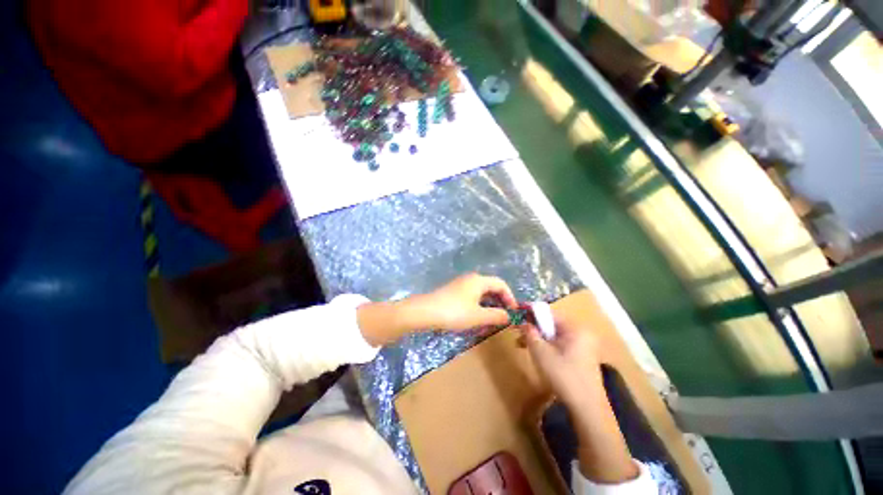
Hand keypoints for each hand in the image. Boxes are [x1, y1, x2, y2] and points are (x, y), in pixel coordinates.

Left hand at [357, 273, 516, 345]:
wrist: (425, 312)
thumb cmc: (454, 312)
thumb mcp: (478, 316)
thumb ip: (497, 316)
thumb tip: (510, 316)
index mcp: (479, 281)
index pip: (501, 284)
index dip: (510, 297)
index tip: (514, 312)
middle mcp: (471, 279)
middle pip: (491, 287)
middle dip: (500, 302)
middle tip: (505, 317)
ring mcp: (461, 285)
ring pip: (481, 293)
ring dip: (489, 305)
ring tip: (492, 320)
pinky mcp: (453, 292)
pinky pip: (472, 296)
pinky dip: (479, 306)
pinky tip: (477, 318)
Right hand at [521, 315, 639, 483]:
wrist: (587, 409)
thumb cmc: (563, 375)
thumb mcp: (540, 352)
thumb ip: (529, 332)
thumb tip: (523, 322)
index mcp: (575, 328)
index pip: (549, 312)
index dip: (531, 313)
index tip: (517, 314)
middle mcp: (582, 333)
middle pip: (552, 324)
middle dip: (533, 328)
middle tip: (517, 334)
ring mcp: (584, 346)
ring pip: (555, 335)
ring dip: (538, 339)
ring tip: (522, 345)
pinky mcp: (582, 357)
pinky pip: (561, 345)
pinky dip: (548, 347)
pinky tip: (537, 355)